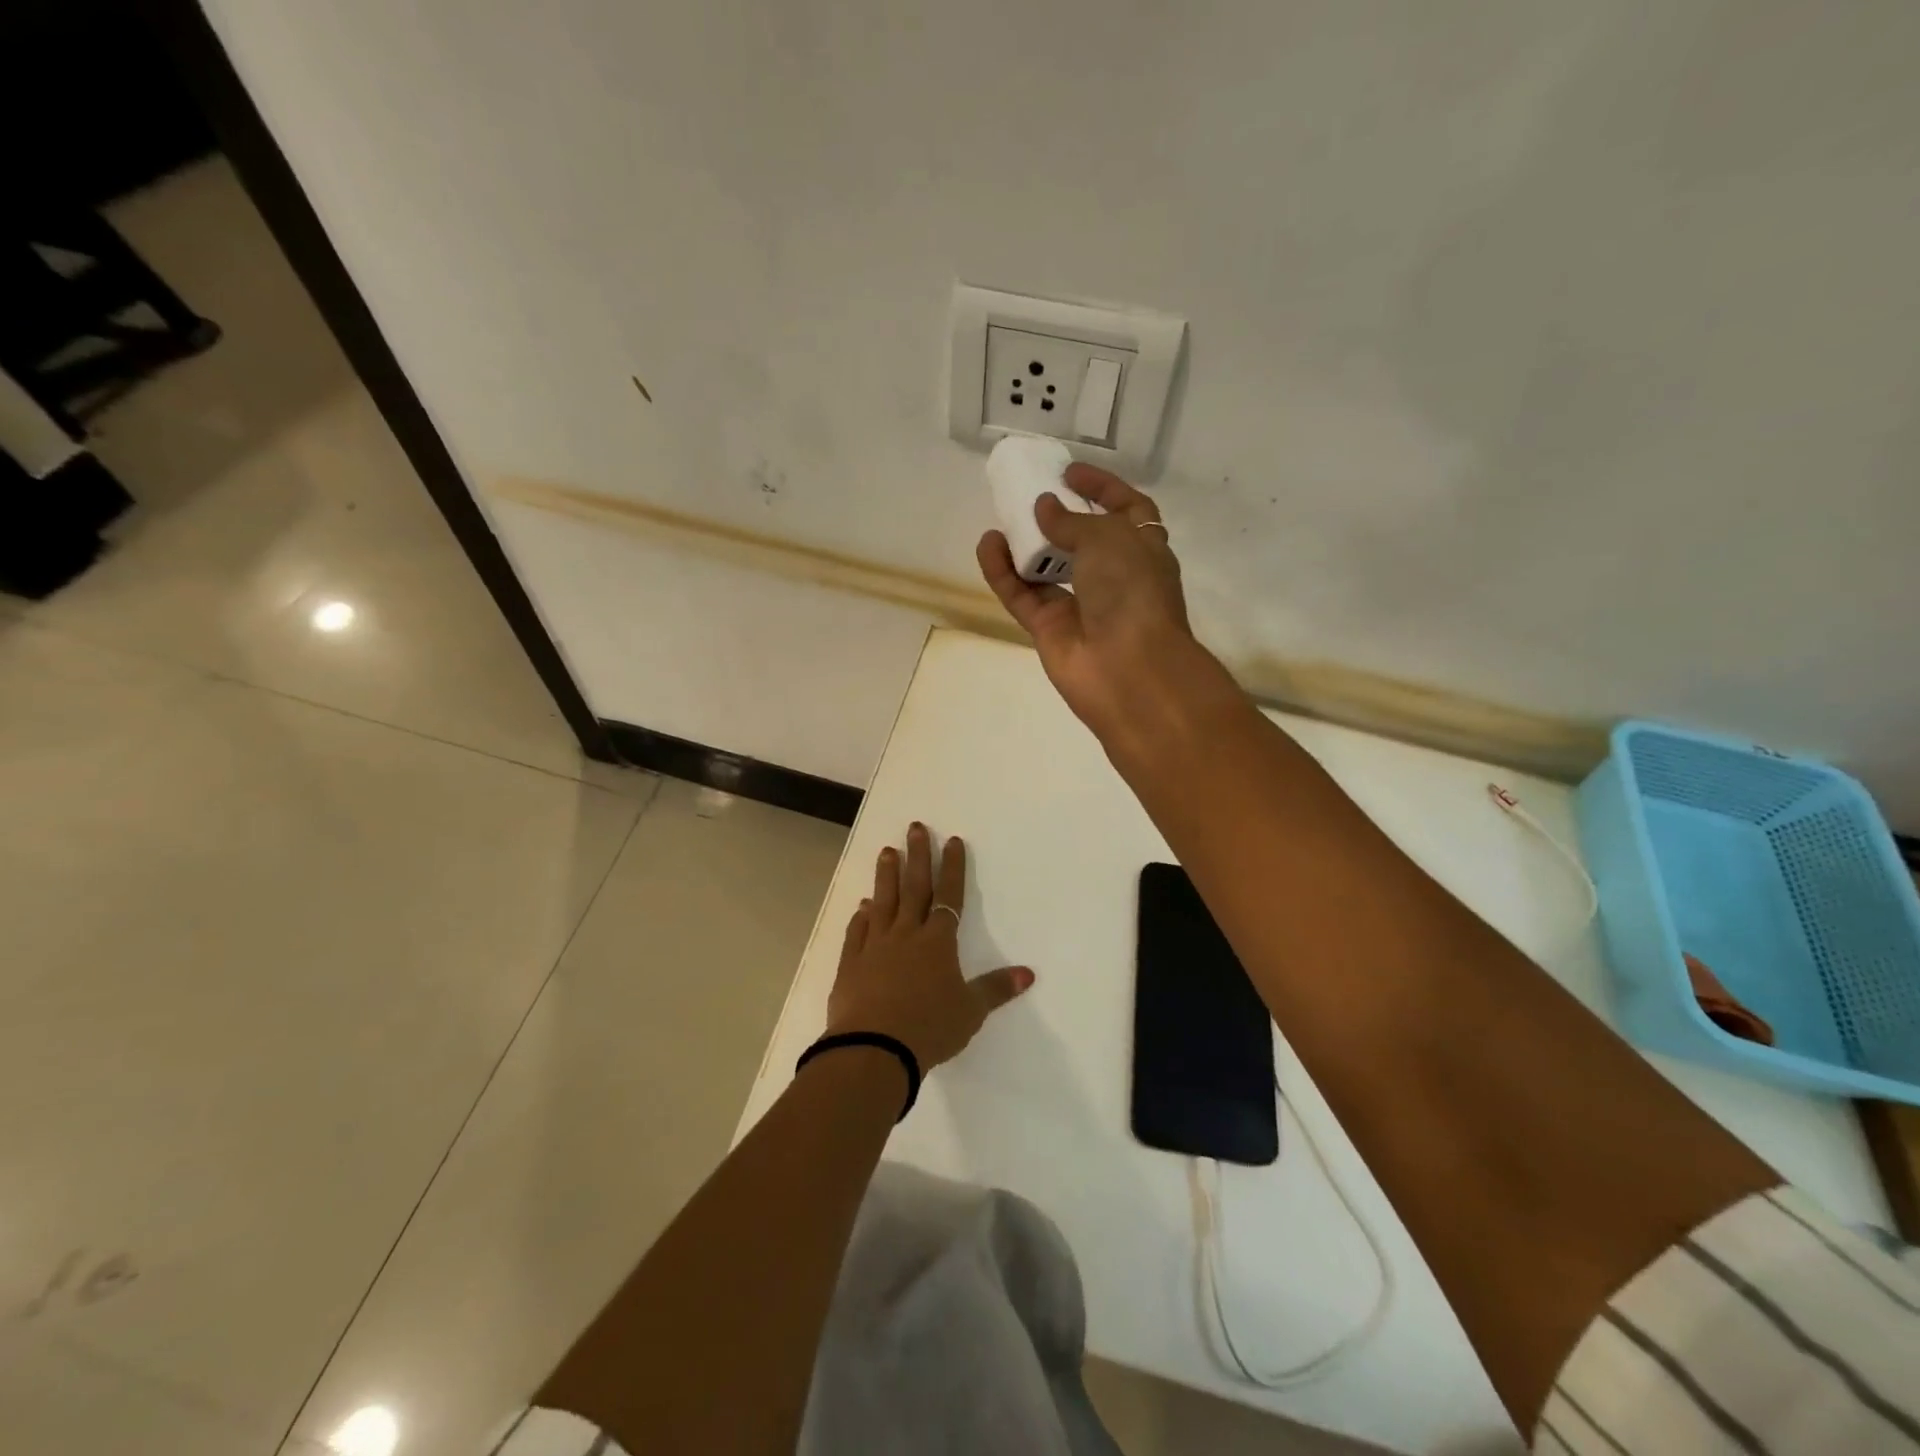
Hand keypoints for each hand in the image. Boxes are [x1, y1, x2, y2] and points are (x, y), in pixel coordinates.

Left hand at [825, 823, 1033, 1070]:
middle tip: (915, 827)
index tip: (952, 841)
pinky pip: (858, 931)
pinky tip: (861, 905)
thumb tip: (1028, 973)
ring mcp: (875, 946)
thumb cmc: (929, 1028)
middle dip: (917, 856)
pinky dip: (860, 916)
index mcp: (937, 942)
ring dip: (886, 876)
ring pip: (882, 902)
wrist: (874, 1048)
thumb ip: (996, 989)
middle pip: (914, 888)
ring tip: (887, 851)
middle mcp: (906, 935)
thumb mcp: (970, 1011)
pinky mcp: (851, 963)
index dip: (952, 867)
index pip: (949, 896)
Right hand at [976, 463, 1204, 741]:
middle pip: (1084, 541)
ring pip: (1049, 569)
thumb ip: (1072, 521)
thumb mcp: (1109, 539)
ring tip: (1002, 516)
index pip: (1127, 510)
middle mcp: (1114, 578)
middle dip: (1059, 517)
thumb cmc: (1132, 592)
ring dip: (1026, 544)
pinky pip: (1022, 594)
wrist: (1128, 670)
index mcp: (1143, 551)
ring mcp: (1081, 606)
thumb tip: (1044, 508)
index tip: (1070, 471)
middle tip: (1029, 493)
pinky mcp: (1049, 630)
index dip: (1103, 488)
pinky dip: (1004, 572)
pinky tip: (988, 544)